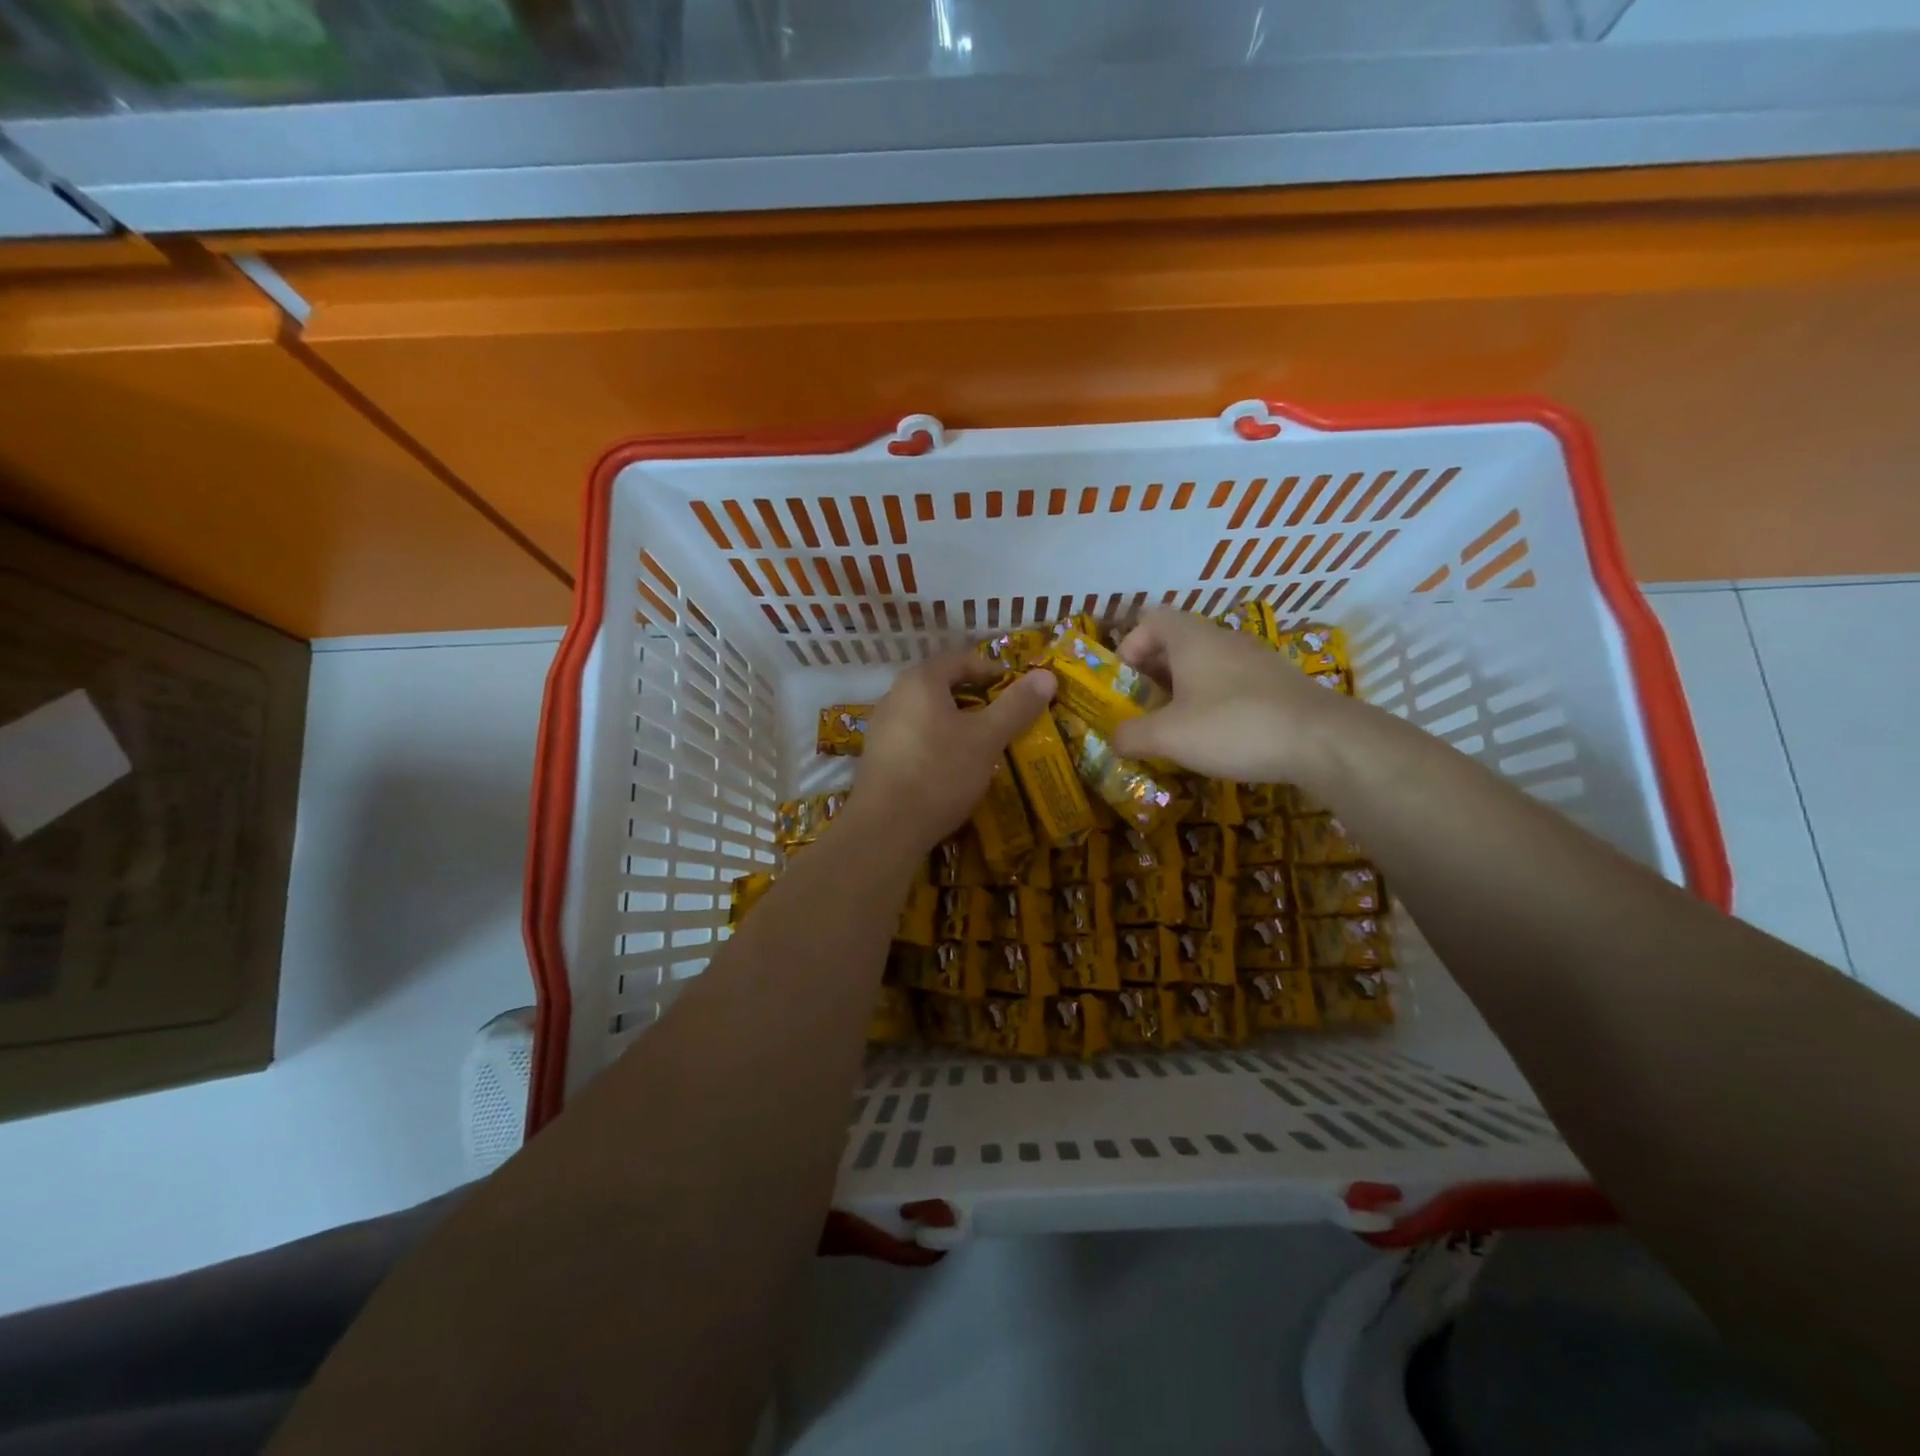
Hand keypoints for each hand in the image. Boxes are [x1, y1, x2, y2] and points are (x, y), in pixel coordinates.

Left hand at [848, 651, 1055, 850]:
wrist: (885, 828)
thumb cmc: (939, 773)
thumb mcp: (986, 739)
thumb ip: (1016, 706)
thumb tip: (1046, 675)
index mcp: (920, 681)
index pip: (960, 659)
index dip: (992, 670)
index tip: (1017, 690)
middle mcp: (894, 696)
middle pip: (942, 686)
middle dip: (975, 699)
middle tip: (1004, 718)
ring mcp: (881, 728)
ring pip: (928, 714)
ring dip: (956, 724)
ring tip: (982, 745)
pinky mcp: (877, 758)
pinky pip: (914, 738)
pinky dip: (937, 744)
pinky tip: (952, 769)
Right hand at [1110, 608, 1353, 783]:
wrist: (1322, 741)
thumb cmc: (1233, 726)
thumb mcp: (1168, 736)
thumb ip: (1131, 735)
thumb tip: (1115, 738)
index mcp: (1192, 638)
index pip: (1151, 619)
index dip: (1130, 646)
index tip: (1125, 684)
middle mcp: (1223, 639)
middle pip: (1177, 644)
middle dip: (1153, 675)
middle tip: (1143, 710)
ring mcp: (1256, 660)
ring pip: (1206, 666)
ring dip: (1184, 692)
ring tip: (1176, 728)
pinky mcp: (1279, 684)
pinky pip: (1232, 684)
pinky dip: (1215, 703)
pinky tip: (1217, 737)